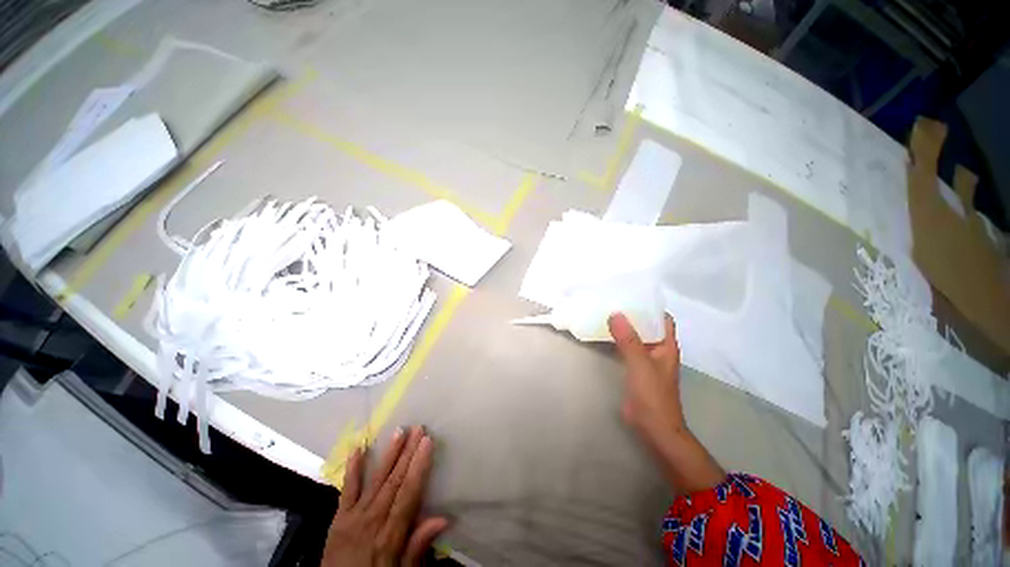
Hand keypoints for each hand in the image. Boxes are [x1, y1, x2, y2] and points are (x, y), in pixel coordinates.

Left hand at [322, 426, 448, 566]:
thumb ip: (417, 547)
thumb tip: (443, 519)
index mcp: (390, 535)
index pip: (408, 494)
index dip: (419, 466)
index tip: (427, 442)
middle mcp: (372, 520)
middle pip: (394, 481)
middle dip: (408, 453)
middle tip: (418, 428)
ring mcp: (353, 517)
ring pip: (375, 480)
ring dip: (389, 454)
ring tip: (399, 431)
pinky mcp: (339, 518)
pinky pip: (347, 490)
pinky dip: (352, 469)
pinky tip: (357, 448)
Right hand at [608, 312, 724, 493]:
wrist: (653, 427)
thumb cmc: (652, 394)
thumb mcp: (640, 363)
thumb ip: (628, 339)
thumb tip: (615, 313)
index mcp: (666, 345)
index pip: (662, 319)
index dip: (650, 306)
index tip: (631, 296)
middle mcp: (658, 349)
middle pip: (647, 326)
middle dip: (633, 314)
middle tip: (612, 302)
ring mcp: (647, 360)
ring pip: (636, 337)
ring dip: (624, 327)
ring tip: (606, 314)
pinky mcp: (636, 369)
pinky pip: (627, 348)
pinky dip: (619, 340)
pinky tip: (606, 335)